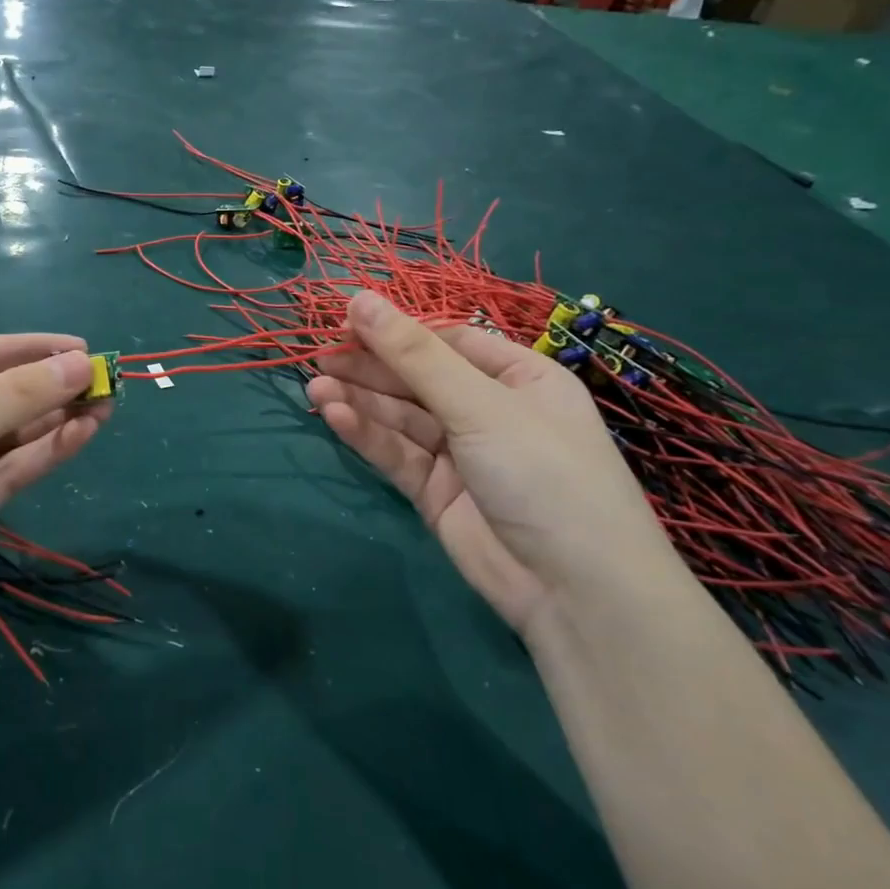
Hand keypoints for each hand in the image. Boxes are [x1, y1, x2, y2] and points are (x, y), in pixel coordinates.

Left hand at [0, 335, 106, 666]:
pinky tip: (79, 437)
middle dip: (46, 387)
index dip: (29, 350)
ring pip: (3, 437)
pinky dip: (39, 456)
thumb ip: (10, 399)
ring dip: (52, 421)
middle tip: (107, 382)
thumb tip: (82, 362)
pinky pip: (1, 475)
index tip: (85, 348)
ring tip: (106, 406)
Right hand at [306, 291, 680, 637]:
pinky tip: (334, 416)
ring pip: (401, 417)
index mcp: (519, 378)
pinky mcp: (435, 491)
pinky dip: (367, 435)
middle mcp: (489, 410)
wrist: (574, 590)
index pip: (448, 342)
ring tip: (315, 386)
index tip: (346, 321)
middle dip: (370, 367)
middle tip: (320, 355)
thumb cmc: (543, 474)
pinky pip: (396, 454)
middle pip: (418, 379)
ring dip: (360, 400)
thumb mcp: (480, 404)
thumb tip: (360, 298)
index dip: (397, 331)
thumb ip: (414, 356)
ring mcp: (461, 454)